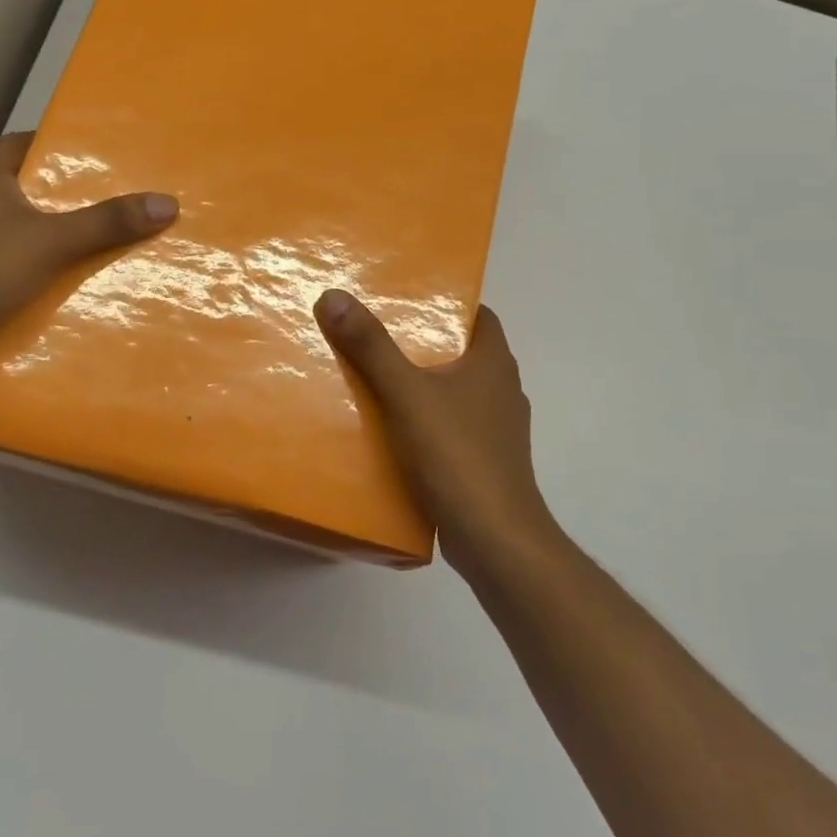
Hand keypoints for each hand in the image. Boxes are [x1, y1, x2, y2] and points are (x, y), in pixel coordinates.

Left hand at [0, 132, 176, 364]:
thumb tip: (167, 202)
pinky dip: (4, 261)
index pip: (23, 143)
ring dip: (26, 230)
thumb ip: (107, 223)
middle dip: (50, 194)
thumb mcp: (52, 243)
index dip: (58, 147)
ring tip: (69, 247)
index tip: (93, 160)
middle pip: (12, 183)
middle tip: (95, 207)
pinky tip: (25, 283)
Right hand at [315, 290, 562, 576]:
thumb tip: (334, 296)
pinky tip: (390, 429)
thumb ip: (371, 346)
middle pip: (461, 351)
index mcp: (494, 362)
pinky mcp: (483, 460)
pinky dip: (425, 420)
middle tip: (375, 332)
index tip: (406, 296)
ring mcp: (496, 428)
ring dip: (422, 384)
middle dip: (423, 341)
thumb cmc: (457, 455)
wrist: (494, 539)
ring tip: (374, 377)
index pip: (478, 315)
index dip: (446, 301)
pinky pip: (450, 426)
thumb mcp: (406, 394)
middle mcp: (502, 389)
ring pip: (455, 391)